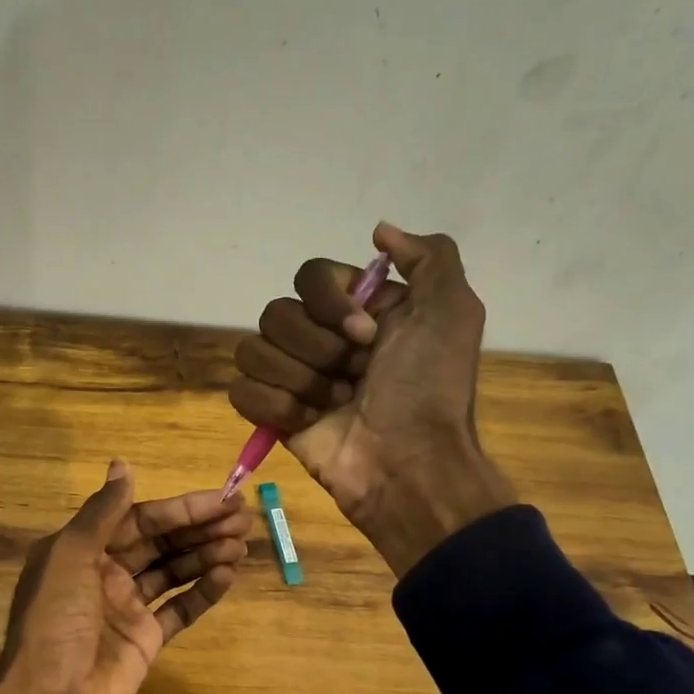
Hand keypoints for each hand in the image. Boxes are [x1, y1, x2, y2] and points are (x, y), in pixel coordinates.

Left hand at [0, 461, 250, 693]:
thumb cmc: (55, 622)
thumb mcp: (69, 557)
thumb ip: (101, 512)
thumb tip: (123, 465)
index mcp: (83, 550)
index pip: (139, 520)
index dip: (181, 509)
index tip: (222, 499)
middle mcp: (105, 575)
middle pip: (160, 544)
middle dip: (200, 529)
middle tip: (244, 519)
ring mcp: (126, 610)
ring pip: (173, 573)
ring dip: (206, 556)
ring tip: (242, 544)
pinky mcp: (145, 642)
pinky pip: (179, 610)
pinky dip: (202, 593)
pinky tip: (227, 575)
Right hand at [229, 222, 516, 577]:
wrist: (409, 463)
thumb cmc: (429, 388)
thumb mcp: (452, 311)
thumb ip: (428, 256)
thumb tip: (378, 230)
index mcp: (357, 310)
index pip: (309, 276)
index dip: (330, 303)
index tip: (366, 334)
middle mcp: (321, 338)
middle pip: (276, 313)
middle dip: (317, 349)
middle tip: (355, 378)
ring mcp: (293, 377)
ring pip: (253, 351)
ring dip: (299, 380)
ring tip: (336, 405)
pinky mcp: (272, 414)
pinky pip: (241, 391)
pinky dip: (273, 406)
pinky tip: (307, 423)